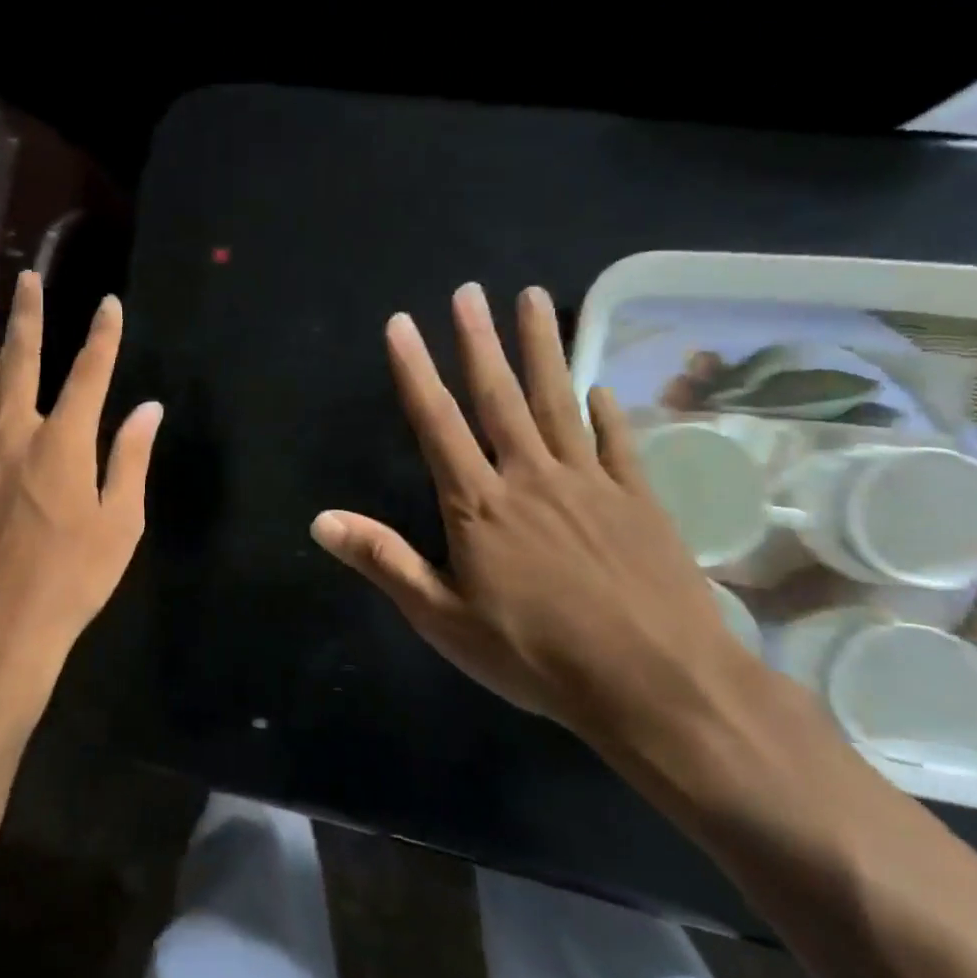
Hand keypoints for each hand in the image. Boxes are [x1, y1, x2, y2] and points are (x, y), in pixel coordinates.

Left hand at [0, 271, 161, 742]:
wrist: (1, 626)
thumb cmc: (72, 578)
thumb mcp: (121, 524)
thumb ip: (130, 460)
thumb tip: (148, 409)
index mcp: (63, 444)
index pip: (88, 373)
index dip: (102, 335)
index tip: (110, 303)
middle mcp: (13, 434)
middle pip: (19, 360)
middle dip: (27, 316)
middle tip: (27, 279)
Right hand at [310, 282, 766, 752]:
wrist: (656, 686)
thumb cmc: (535, 656)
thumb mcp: (442, 618)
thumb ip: (383, 561)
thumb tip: (319, 520)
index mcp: (480, 505)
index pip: (438, 424)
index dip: (415, 372)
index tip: (402, 324)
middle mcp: (532, 478)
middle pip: (500, 397)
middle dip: (480, 342)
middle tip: (470, 291)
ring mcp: (591, 485)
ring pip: (559, 402)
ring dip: (542, 349)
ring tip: (535, 298)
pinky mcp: (640, 502)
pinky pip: (618, 444)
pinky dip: (606, 412)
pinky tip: (599, 386)